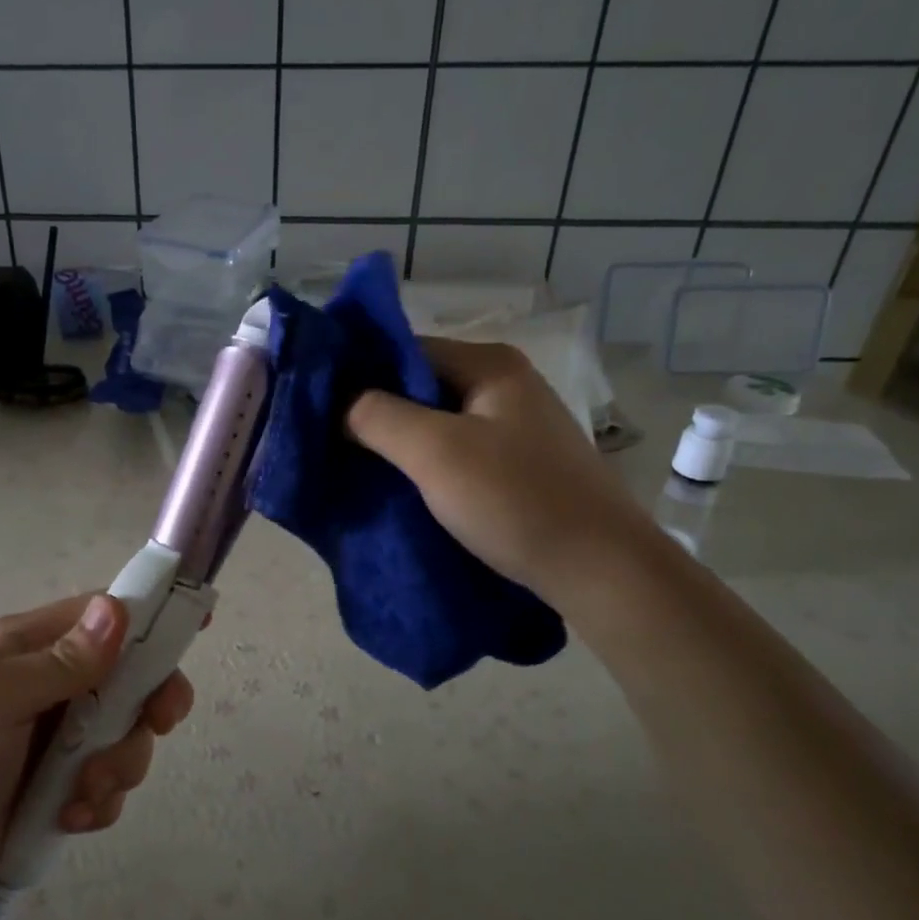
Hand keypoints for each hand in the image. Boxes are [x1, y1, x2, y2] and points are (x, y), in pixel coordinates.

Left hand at [0, 593, 192, 916]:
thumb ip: (58, 660)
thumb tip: (117, 610)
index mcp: (31, 646)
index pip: (105, 614)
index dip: (151, 618)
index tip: (196, 629)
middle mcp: (53, 681)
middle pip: (133, 676)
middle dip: (146, 707)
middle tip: (153, 728)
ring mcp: (61, 735)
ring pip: (128, 733)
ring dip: (117, 766)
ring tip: (80, 797)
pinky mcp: (64, 783)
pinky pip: (111, 780)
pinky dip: (100, 801)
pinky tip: (69, 818)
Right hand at [347, 336, 648, 595]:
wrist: (601, 569)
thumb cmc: (515, 499)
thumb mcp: (434, 452)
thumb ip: (376, 416)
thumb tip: (338, 402)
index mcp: (489, 364)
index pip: (404, 350)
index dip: (358, 373)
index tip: (317, 407)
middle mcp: (505, 384)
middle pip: (420, 385)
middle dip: (374, 411)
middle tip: (329, 441)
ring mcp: (515, 425)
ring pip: (436, 421)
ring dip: (398, 441)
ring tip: (356, 466)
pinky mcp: (519, 464)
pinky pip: (456, 450)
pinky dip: (425, 463)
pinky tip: (401, 486)